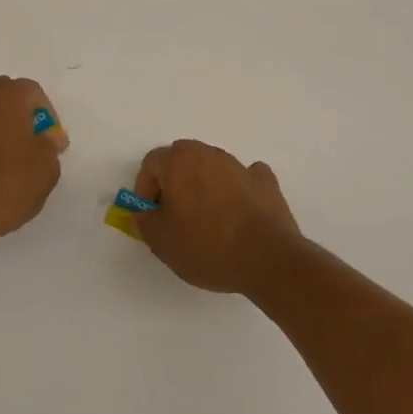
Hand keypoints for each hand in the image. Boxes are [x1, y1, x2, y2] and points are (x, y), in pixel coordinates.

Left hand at [0, 76, 68, 246]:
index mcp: (7, 96)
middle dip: (14, 112)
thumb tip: (45, 138)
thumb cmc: (8, 185)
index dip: (46, 115)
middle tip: (24, 142)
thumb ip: (49, 146)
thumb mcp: (47, 169)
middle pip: (0, 92)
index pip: (32, 92)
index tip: (50, 143)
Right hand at [131, 140, 301, 293]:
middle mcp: (208, 154)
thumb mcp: (161, 241)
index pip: (151, 163)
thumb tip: (146, 212)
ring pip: (211, 167)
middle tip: (175, 216)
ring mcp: (240, 165)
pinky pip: (243, 178)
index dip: (145, 189)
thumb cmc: (207, 246)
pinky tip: (238, 213)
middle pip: (181, 159)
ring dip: (204, 186)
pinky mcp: (266, 181)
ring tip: (208, 221)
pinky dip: (236, 190)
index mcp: (179, 161)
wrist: (268, 259)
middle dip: (174, 182)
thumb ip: (144, 221)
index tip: (152, 216)